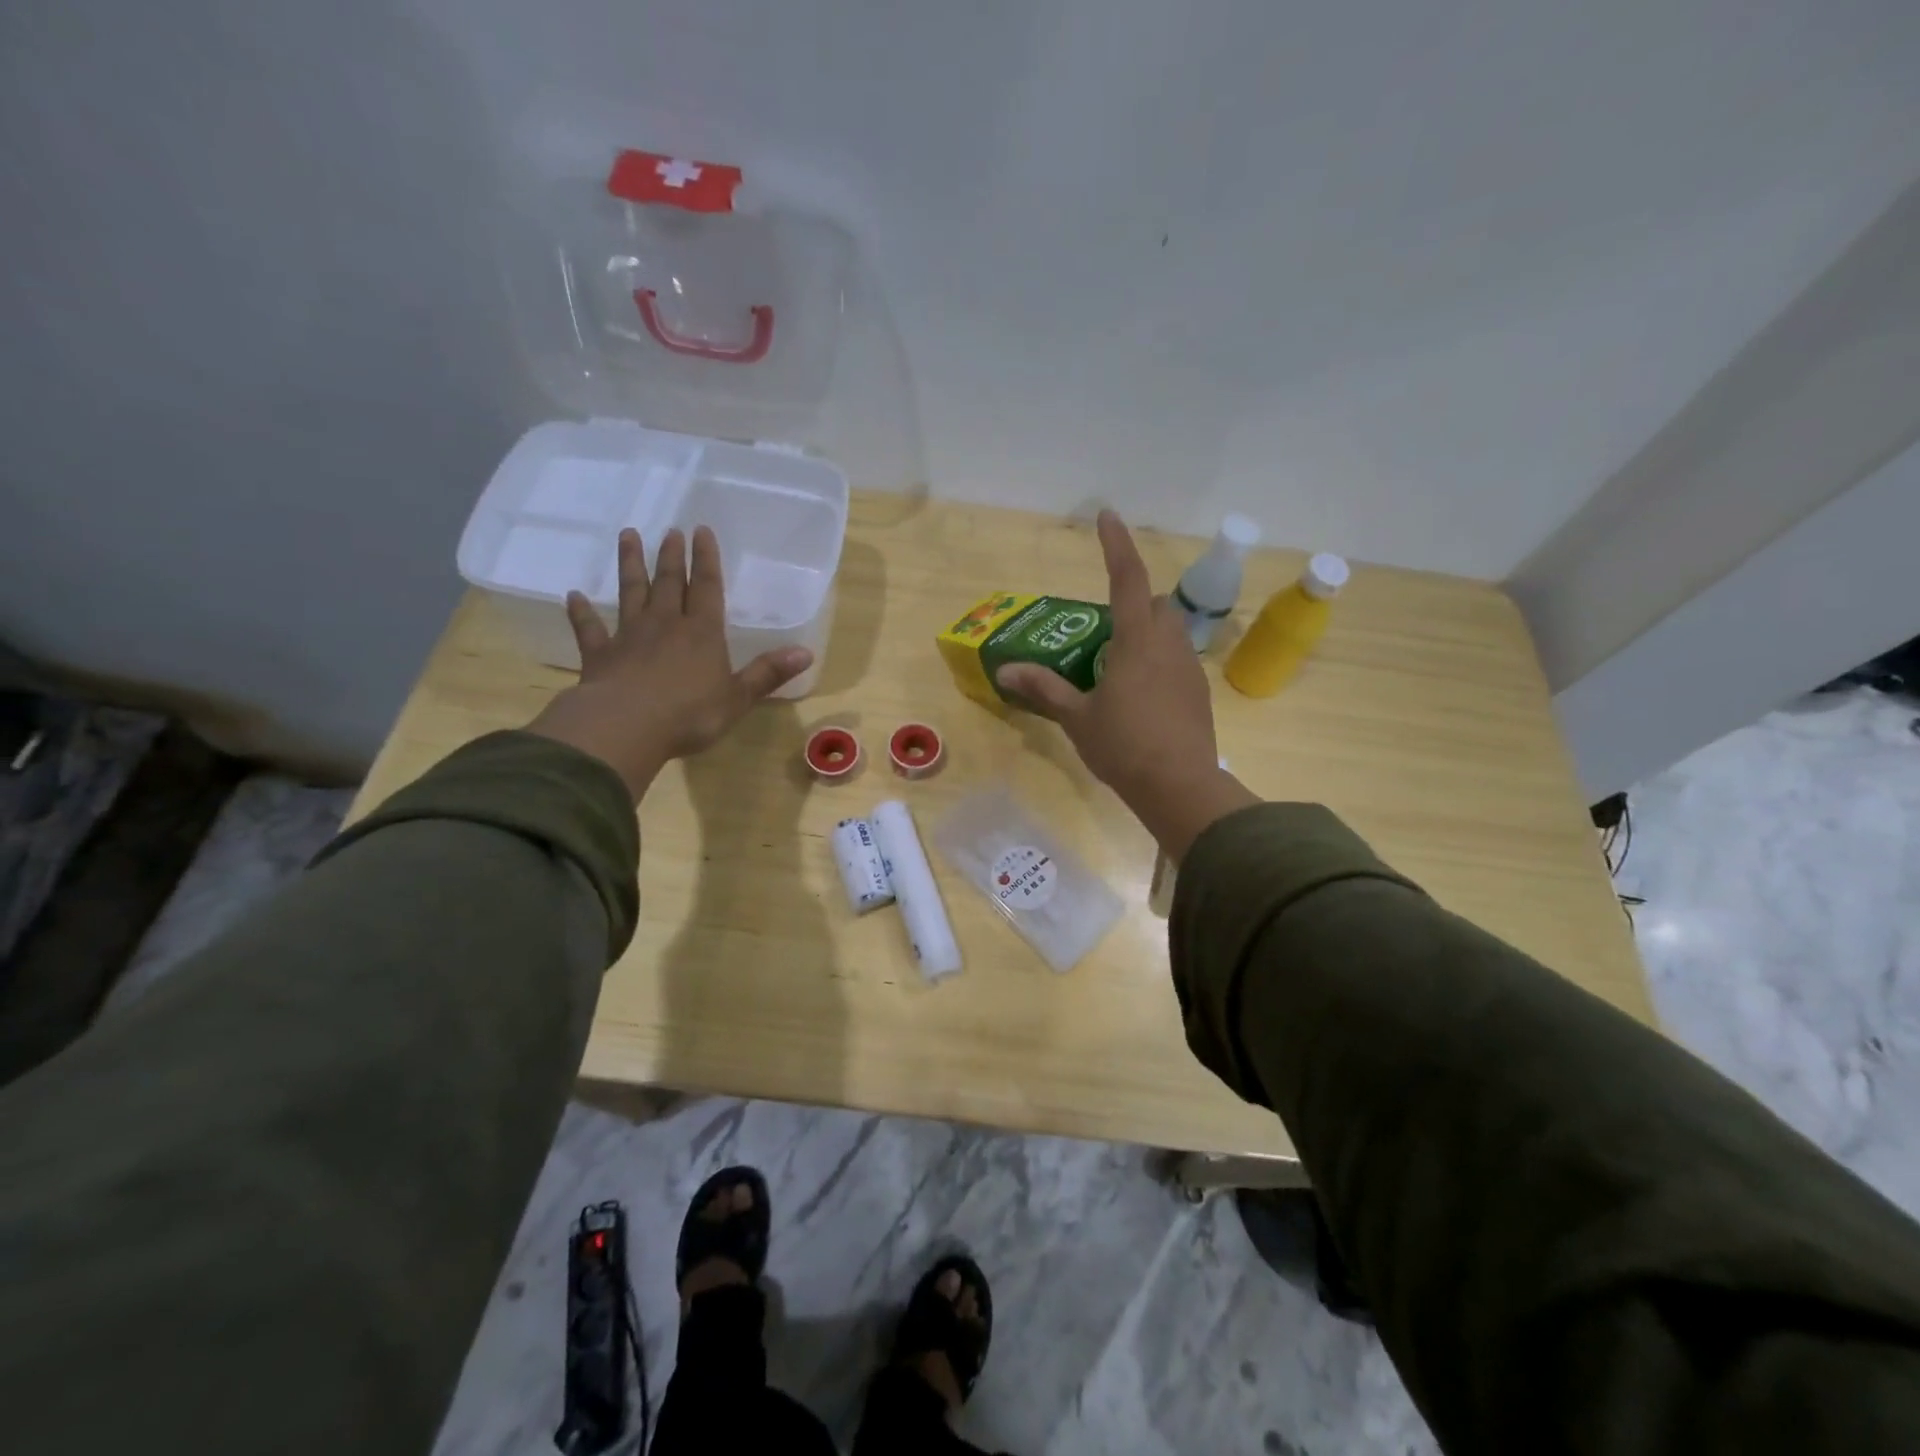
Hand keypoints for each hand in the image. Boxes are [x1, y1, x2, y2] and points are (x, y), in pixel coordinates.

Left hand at [527, 526, 811, 800]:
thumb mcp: (738, 697)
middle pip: (667, 583)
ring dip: (630, 565)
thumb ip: (768, 673)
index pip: (706, 588)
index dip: (705, 560)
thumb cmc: (689, 714)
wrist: (626, 727)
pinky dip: (581, 613)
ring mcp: (629, 637)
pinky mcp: (600, 656)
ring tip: (628, 535)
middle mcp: (665, 625)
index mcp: (702, 633)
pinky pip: (590, 629)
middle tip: (669, 530)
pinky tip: (573, 596)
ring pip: (630, 593)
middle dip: (670, 556)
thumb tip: (806, 652)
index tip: (701, 530)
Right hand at [996, 510, 1255, 858]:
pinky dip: (1158, 662)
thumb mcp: (1077, 717)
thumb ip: (1045, 688)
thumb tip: (1006, 669)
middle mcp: (1168, 645)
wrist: (1180, 787)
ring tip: (1118, 667)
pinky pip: (1177, 660)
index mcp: (1137, 641)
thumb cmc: (1124, 746)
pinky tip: (1141, 695)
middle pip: (1157, 604)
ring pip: (1170, 632)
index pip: (1127, 578)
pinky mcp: (1199, 693)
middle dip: (1135, 603)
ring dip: (1147, 634)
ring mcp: (1189, 669)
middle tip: (1105, 632)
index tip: (1106, 515)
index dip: (1116, 544)